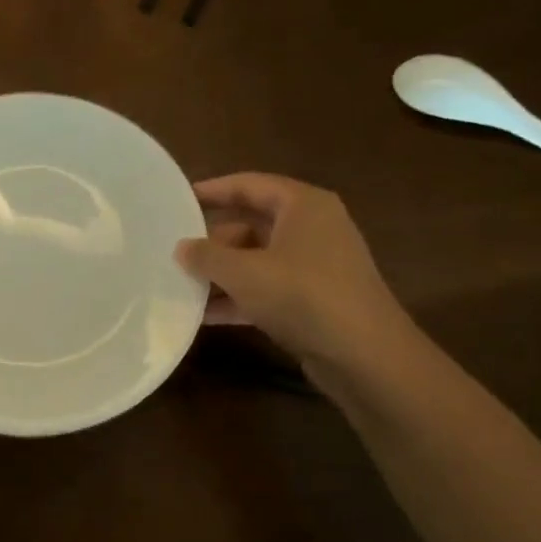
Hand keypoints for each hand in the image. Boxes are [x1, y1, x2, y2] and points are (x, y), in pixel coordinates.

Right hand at [175, 173, 414, 378]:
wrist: (365, 356)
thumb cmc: (302, 295)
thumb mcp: (243, 272)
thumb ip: (206, 256)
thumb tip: (181, 248)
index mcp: (303, 206)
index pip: (250, 185)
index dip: (212, 190)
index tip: (178, 199)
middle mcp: (313, 228)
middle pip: (251, 224)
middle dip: (213, 241)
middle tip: (176, 252)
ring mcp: (316, 266)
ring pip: (258, 259)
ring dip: (222, 273)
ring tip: (182, 285)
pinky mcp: (315, 299)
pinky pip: (268, 288)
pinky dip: (239, 297)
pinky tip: (206, 315)